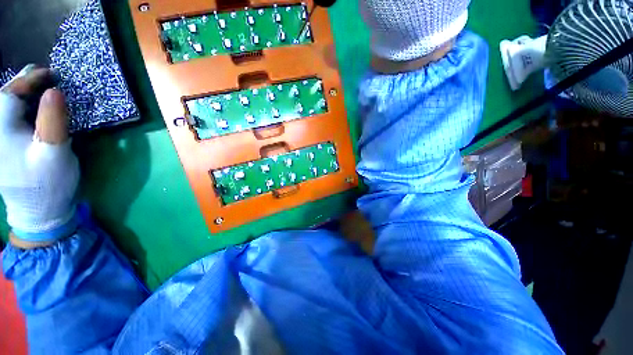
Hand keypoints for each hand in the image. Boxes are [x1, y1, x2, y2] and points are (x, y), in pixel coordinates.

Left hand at [0, 65, 79, 247]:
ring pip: (2, 108)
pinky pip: (5, 119)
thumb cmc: (48, 183)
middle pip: (2, 99)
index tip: (51, 74)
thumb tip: (54, 91)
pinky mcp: (1, 148)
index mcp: (1, 133)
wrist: (39, 211)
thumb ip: (52, 121)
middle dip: (21, 84)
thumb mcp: (54, 153)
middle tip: (42, 76)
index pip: (10, 95)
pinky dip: (16, 108)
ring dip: (19, 94)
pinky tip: (26, 106)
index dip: (29, 80)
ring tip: (34, 87)